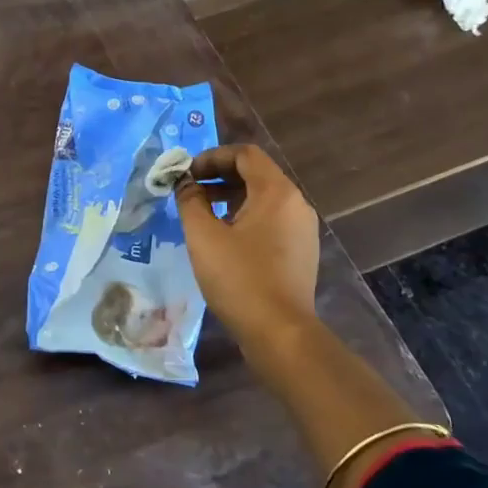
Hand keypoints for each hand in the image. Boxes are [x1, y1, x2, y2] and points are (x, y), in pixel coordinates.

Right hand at [174, 144, 320, 355]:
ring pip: (263, 198)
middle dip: (218, 177)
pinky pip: (270, 220)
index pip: (245, 154)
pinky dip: (245, 217)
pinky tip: (223, 239)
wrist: (279, 332)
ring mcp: (302, 229)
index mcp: (277, 192)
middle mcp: (296, 203)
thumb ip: (190, 201)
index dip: (211, 157)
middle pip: (255, 174)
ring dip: (230, 197)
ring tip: (200, 214)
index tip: (186, 175)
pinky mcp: (300, 251)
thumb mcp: (203, 236)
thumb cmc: (239, 278)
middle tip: (188, 191)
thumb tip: (185, 183)